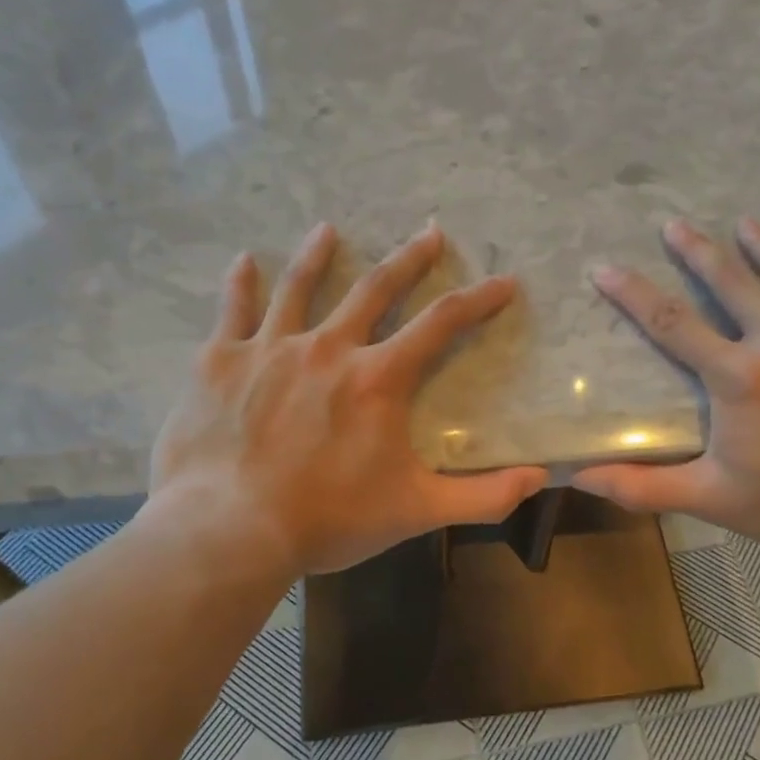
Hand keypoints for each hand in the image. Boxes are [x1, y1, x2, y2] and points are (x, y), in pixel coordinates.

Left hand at [143, 221, 548, 578]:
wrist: (229, 529)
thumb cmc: (328, 519)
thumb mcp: (416, 510)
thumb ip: (482, 496)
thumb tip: (539, 479)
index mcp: (378, 378)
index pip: (441, 325)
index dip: (478, 300)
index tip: (503, 282)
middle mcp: (328, 348)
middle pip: (375, 288)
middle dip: (408, 260)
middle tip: (430, 233)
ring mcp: (270, 349)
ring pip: (300, 287)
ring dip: (318, 254)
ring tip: (329, 229)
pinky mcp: (221, 362)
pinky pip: (233, 311)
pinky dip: (240, 284)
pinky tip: (245, 260)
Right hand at [573, 218, 759, 553]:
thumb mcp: (711, 498)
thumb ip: (642, 485)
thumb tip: (579, 477)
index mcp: (740, 378)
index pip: (672, 324)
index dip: (634, 294)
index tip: (606, 268)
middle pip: (734, 284)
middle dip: (699, 251)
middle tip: (676, 224)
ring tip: (746, 223)